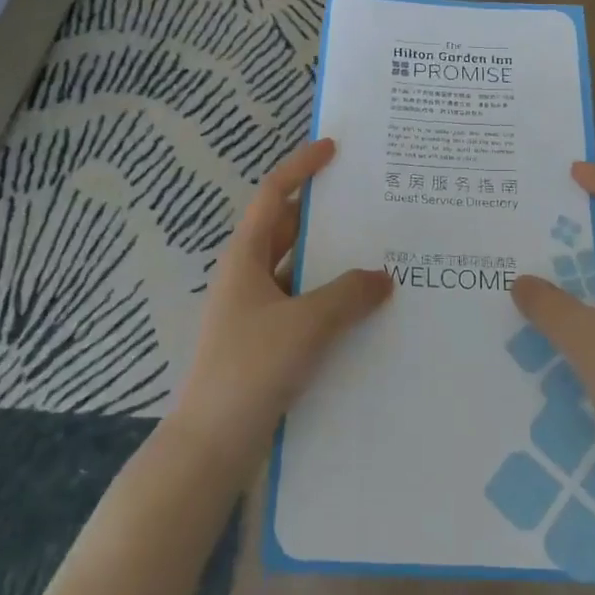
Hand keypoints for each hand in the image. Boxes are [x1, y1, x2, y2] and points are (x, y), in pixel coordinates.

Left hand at [172, 139, 391, 471]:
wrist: (211, 445)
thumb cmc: (250, 368)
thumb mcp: (306, 324)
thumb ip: (348, 295)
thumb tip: (383, 276)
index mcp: (245, 257)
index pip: (273, 195)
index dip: (301, 167)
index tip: (334, 149)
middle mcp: (248, 276)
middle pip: (288, 229)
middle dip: (325, 214)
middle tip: (371, 203)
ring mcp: (256, 310)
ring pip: (299, 270)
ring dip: (332, 261)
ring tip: (379, 253)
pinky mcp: (266, 341)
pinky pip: (303, 304)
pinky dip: (330, 298)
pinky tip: (364, 310)